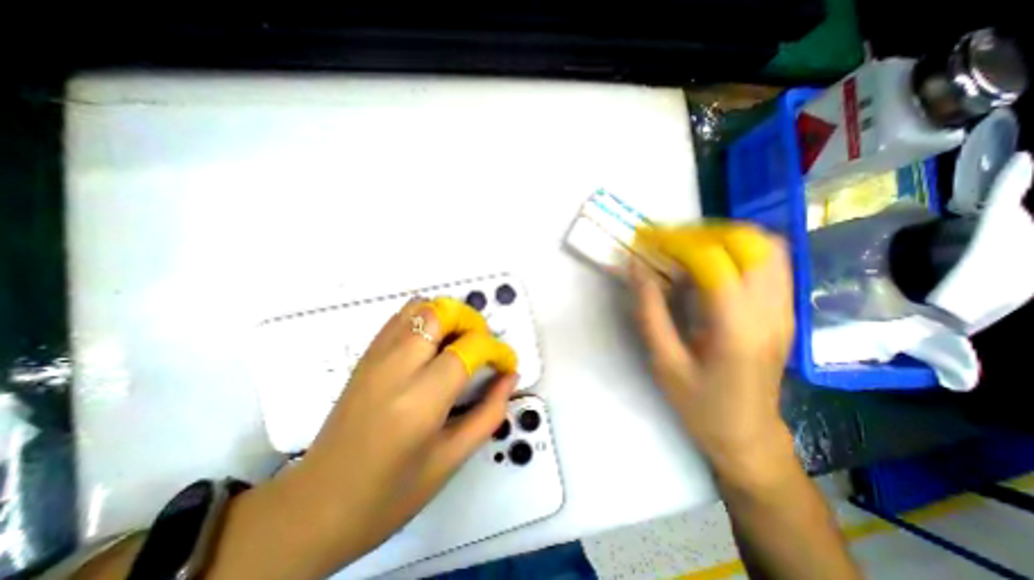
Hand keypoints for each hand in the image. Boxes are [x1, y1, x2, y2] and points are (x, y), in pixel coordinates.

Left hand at [237, 299, 520, 575]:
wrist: (316, 507)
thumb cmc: (390, 494)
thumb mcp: (451, 459)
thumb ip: (489, 413)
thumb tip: (510, 377)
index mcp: (420, 400)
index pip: (469, 348)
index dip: (497, 350)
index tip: (506, 364)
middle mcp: (396, 368)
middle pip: (442, 313)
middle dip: (473, 322)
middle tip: (483, 347)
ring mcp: (375, 357)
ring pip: (421, 307)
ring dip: (450, 316)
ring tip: (461, 342)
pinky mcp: (365, 356)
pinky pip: (401, 317)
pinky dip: (427, 318)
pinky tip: (435, 344)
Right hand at [629, 222, 792, 484]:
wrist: (747, 434)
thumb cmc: (699, 404)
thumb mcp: (663, 361)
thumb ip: (649, 310)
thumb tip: (637, 267)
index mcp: (737, 328)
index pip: (714, 261)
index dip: (679, 243)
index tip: (651, 241)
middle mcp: (770, 312)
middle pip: (750, 243)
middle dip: (704, 232)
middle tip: (670, 241)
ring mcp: (785, 310)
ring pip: (767, 246)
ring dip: (724, 236)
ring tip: (688, 246)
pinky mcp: (785, 311)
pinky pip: (772, 262)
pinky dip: (740, 249)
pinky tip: (711, 262)